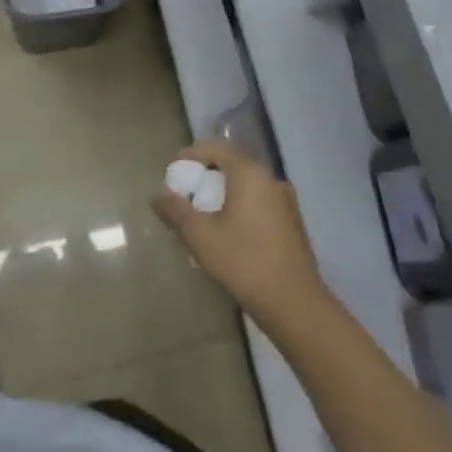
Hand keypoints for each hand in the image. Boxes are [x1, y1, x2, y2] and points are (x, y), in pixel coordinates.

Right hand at [152, 140, 323, 324]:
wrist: (294, 304)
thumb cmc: (244, 262)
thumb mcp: (201, 236)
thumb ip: (177, 211)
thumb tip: (156, 196)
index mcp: (250, 173)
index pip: (217, 148)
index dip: (193, 154)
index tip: (174, 170)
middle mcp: (270, 179)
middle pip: (233, 164)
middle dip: (207, 174)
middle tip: (187, 192)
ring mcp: (285, 201)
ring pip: (247, 184)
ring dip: (224, 192)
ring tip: (204, 213)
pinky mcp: (292, 222)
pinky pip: (259, 201)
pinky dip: (240, 205)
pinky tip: (229, 231)